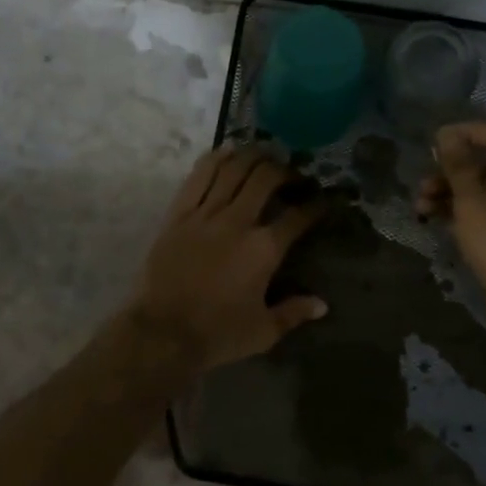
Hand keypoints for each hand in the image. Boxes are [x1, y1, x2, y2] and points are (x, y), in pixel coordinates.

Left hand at [128, 146, 327, 375]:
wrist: (162, 333)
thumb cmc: (217, 334)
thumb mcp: (264, 331)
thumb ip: (294, 313)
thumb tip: (322, 304)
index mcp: (264, 249)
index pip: (298, 217)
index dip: (315, 205)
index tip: (323, 200)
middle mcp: (238, 222)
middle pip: (265, 179)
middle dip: (284, 171)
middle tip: (292, 174)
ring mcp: (205, 214)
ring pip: (233, 169)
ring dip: (252, 156)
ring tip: (264, 154)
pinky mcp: (179, 214)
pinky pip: (199, 177)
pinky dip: (215, 159)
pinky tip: (227, 151)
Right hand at [417, 121, 485, 331]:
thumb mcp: (473, 204)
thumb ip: (459, 167)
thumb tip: (447, 134)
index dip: (465, 132)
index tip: (434, 142)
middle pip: (485, 166)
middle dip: (449, 172)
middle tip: (423, 185)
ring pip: (480, 193)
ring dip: (449, 195)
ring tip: (421, 208)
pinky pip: (482, 216)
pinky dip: (459, 215)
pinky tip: (434, 222)